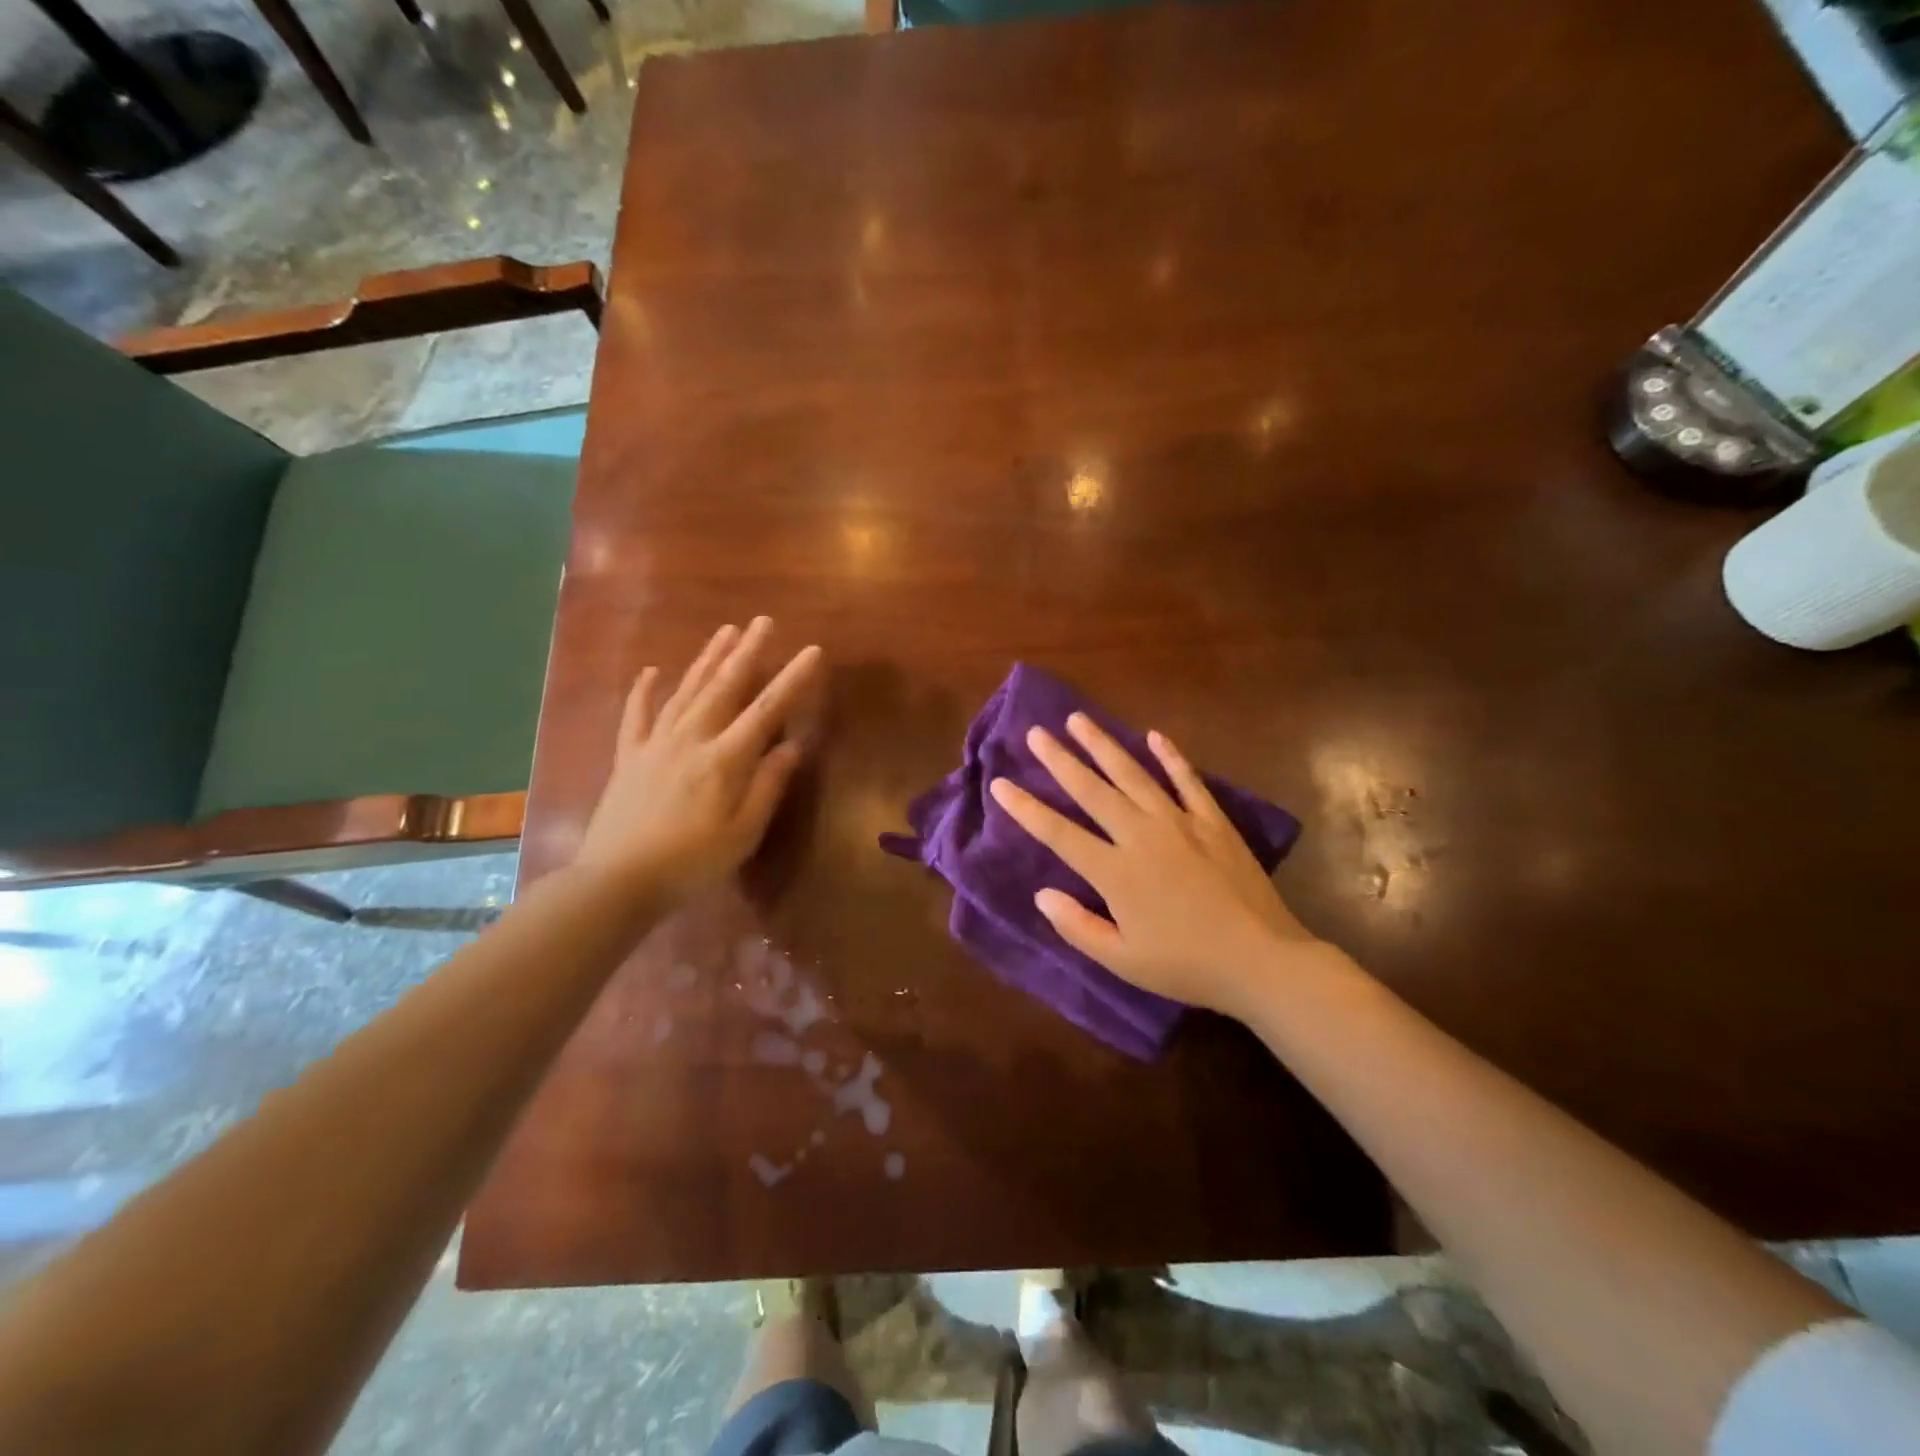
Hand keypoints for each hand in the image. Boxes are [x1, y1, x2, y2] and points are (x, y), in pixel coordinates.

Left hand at [576, 618, 821, 903]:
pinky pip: (636, 716)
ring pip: (686, 691)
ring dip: (707, 659)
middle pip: (724, 687)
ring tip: (725, 631)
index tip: (812, 650)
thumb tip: (791, 746)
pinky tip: (651, 671)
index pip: (766, 710)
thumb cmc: (691, 863)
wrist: (617, 881)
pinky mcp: (629, 757)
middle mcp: (691, 739)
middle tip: (763, 621)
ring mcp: (656, 744)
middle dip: (747, 652)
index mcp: (725, 759)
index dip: (792, 679)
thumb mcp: (743, 833)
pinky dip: (644, 692)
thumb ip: (768, 786)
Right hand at [989, 713, 1342, 1018]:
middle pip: (1092, 790)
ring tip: (1079, 720)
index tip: (1001, 784)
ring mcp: (1180, 823)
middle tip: (1036, 733)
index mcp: (1115, 871)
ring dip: (1104, 745)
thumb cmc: (1186, 966)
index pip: (1058, 833)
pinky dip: (1171, 757)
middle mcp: (1141, 836)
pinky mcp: (1213, 821)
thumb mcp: (1122, 961)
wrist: (1261, 960)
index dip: (1026, 808)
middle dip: (1060, 760)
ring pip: (1133, 775)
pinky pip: (1187, 781)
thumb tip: (1042, 894)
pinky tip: (1155, 736)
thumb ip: (1077, 926)